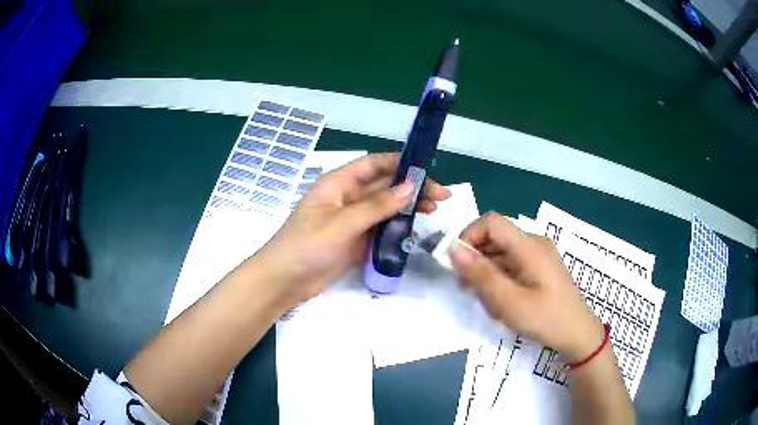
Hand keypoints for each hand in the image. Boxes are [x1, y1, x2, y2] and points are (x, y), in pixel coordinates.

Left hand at [252, 153, 450, 306]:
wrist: (285, 281)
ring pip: (385, 207)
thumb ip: (376, 206)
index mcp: (338, 183)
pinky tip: (416, 228)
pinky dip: (398, 227)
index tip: (429, 170)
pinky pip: (381, 228)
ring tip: (434, 209)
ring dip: (408, 207)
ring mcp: (352, 219)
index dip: (401, 163)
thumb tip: (410, 187)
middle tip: (441, 196)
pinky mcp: (356, 239)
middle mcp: (347, 197)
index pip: (374, 165)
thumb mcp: (341, 223)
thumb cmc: (306, 245)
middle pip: (384, 186)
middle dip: (412, 187)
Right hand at [449, 213, 603, 362]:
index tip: (457, 264)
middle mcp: (534, 243)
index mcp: (529, 246)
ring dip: (487, 273)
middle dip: (476, 260)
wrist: (577, 333)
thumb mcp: (509, 302)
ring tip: (487, 302)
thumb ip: (481, 274)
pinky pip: (512, 264)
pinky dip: (500, 278)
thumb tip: (453, 249)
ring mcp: (538, 255)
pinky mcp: (540, 267)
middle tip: (467, 289)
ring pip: (501, 253)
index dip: (469, 236)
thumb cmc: (545, 319)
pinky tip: (501, 301)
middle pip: (495, 238)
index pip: (491, 222)